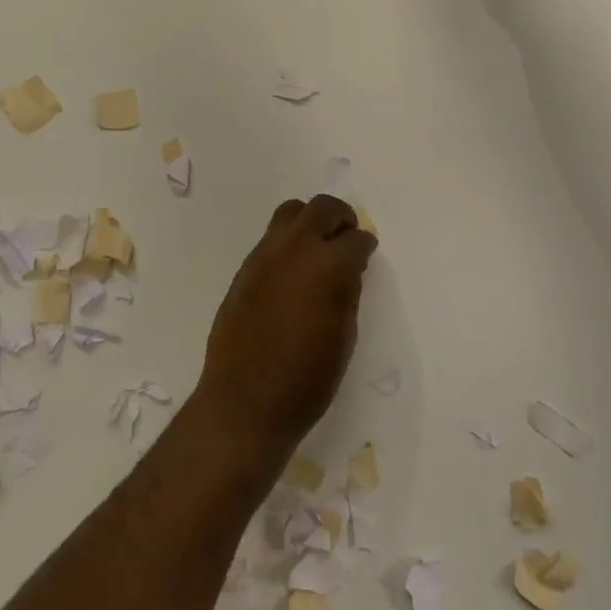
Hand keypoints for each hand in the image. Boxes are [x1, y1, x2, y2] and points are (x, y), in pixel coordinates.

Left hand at [194, 196, 377, 456]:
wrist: (245, 400)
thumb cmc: (307, 378)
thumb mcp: (344, 336)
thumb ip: (347, 293)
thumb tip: (347, 271)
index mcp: (328, 265)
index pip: (355, 238)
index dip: (365, 245)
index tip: (367, 253)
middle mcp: (295, 248)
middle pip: (321, 208)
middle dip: (339, 218)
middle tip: (346, 238)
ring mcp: (264, 255)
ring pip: (289, 213)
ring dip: (308, 222)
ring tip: (316, 249)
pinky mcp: (244, 270)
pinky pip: (269, 240)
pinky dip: (286, 244)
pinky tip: (291, 273)